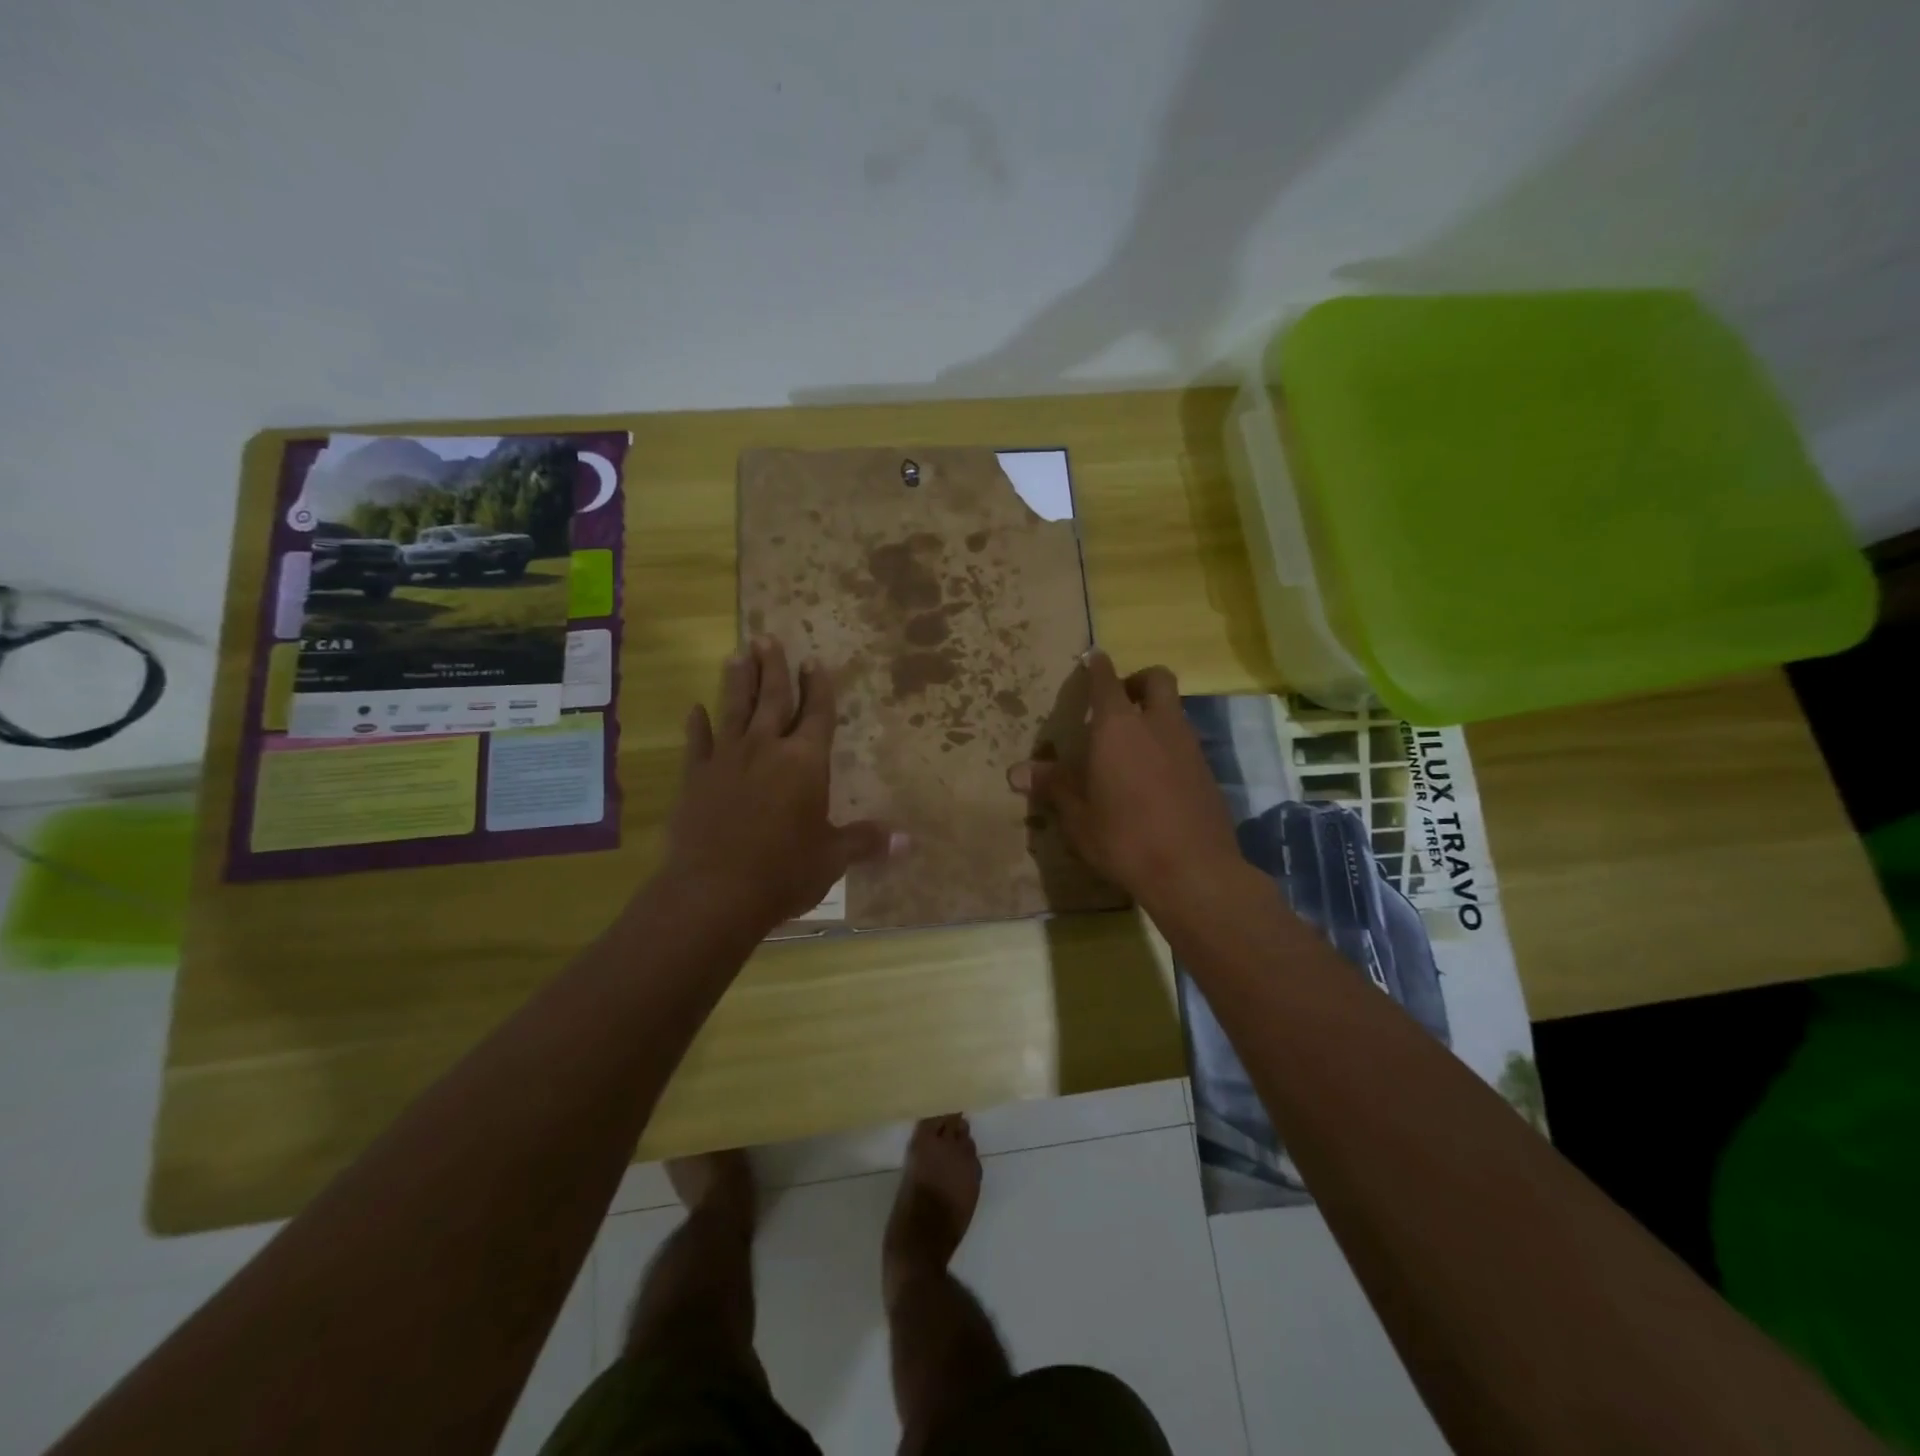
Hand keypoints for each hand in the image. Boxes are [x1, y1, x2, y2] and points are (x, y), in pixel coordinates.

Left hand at [661, 638, 897, 933]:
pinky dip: (698, 724)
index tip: (814, 661)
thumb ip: (866, 841)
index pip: (817, 713)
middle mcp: (767, 749)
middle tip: (768, 638)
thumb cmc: (784, 872)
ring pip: (734, 708)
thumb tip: (908, 841)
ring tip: (738, 654)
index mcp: (806, 762)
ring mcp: (727, 759)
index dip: (819, 687)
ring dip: (738, 680)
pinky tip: (695, 708)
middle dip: (774, 667)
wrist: (714, 892)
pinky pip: (698, 742)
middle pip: (773, 698)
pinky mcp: (696, 777)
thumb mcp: (832, 858)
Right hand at [1010, 652, 1243, 916]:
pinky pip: (1185, 741)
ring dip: (1154, 713)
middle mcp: (1157, 724)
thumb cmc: (1123, 837)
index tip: (1092, 657)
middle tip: (1118, 702)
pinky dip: (1168, 743)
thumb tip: (1017, 772)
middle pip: (1156, 679)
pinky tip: (1154, 776)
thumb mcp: (1077, 815)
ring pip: (1174, 710)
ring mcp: (1188, 746)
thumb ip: (1052, 786)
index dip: (1097, 666)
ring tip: (1131, 745)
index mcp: (1118, 727)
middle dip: (1137, 680)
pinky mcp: (1207, 771)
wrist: (1193, 870)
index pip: (1107, 680)